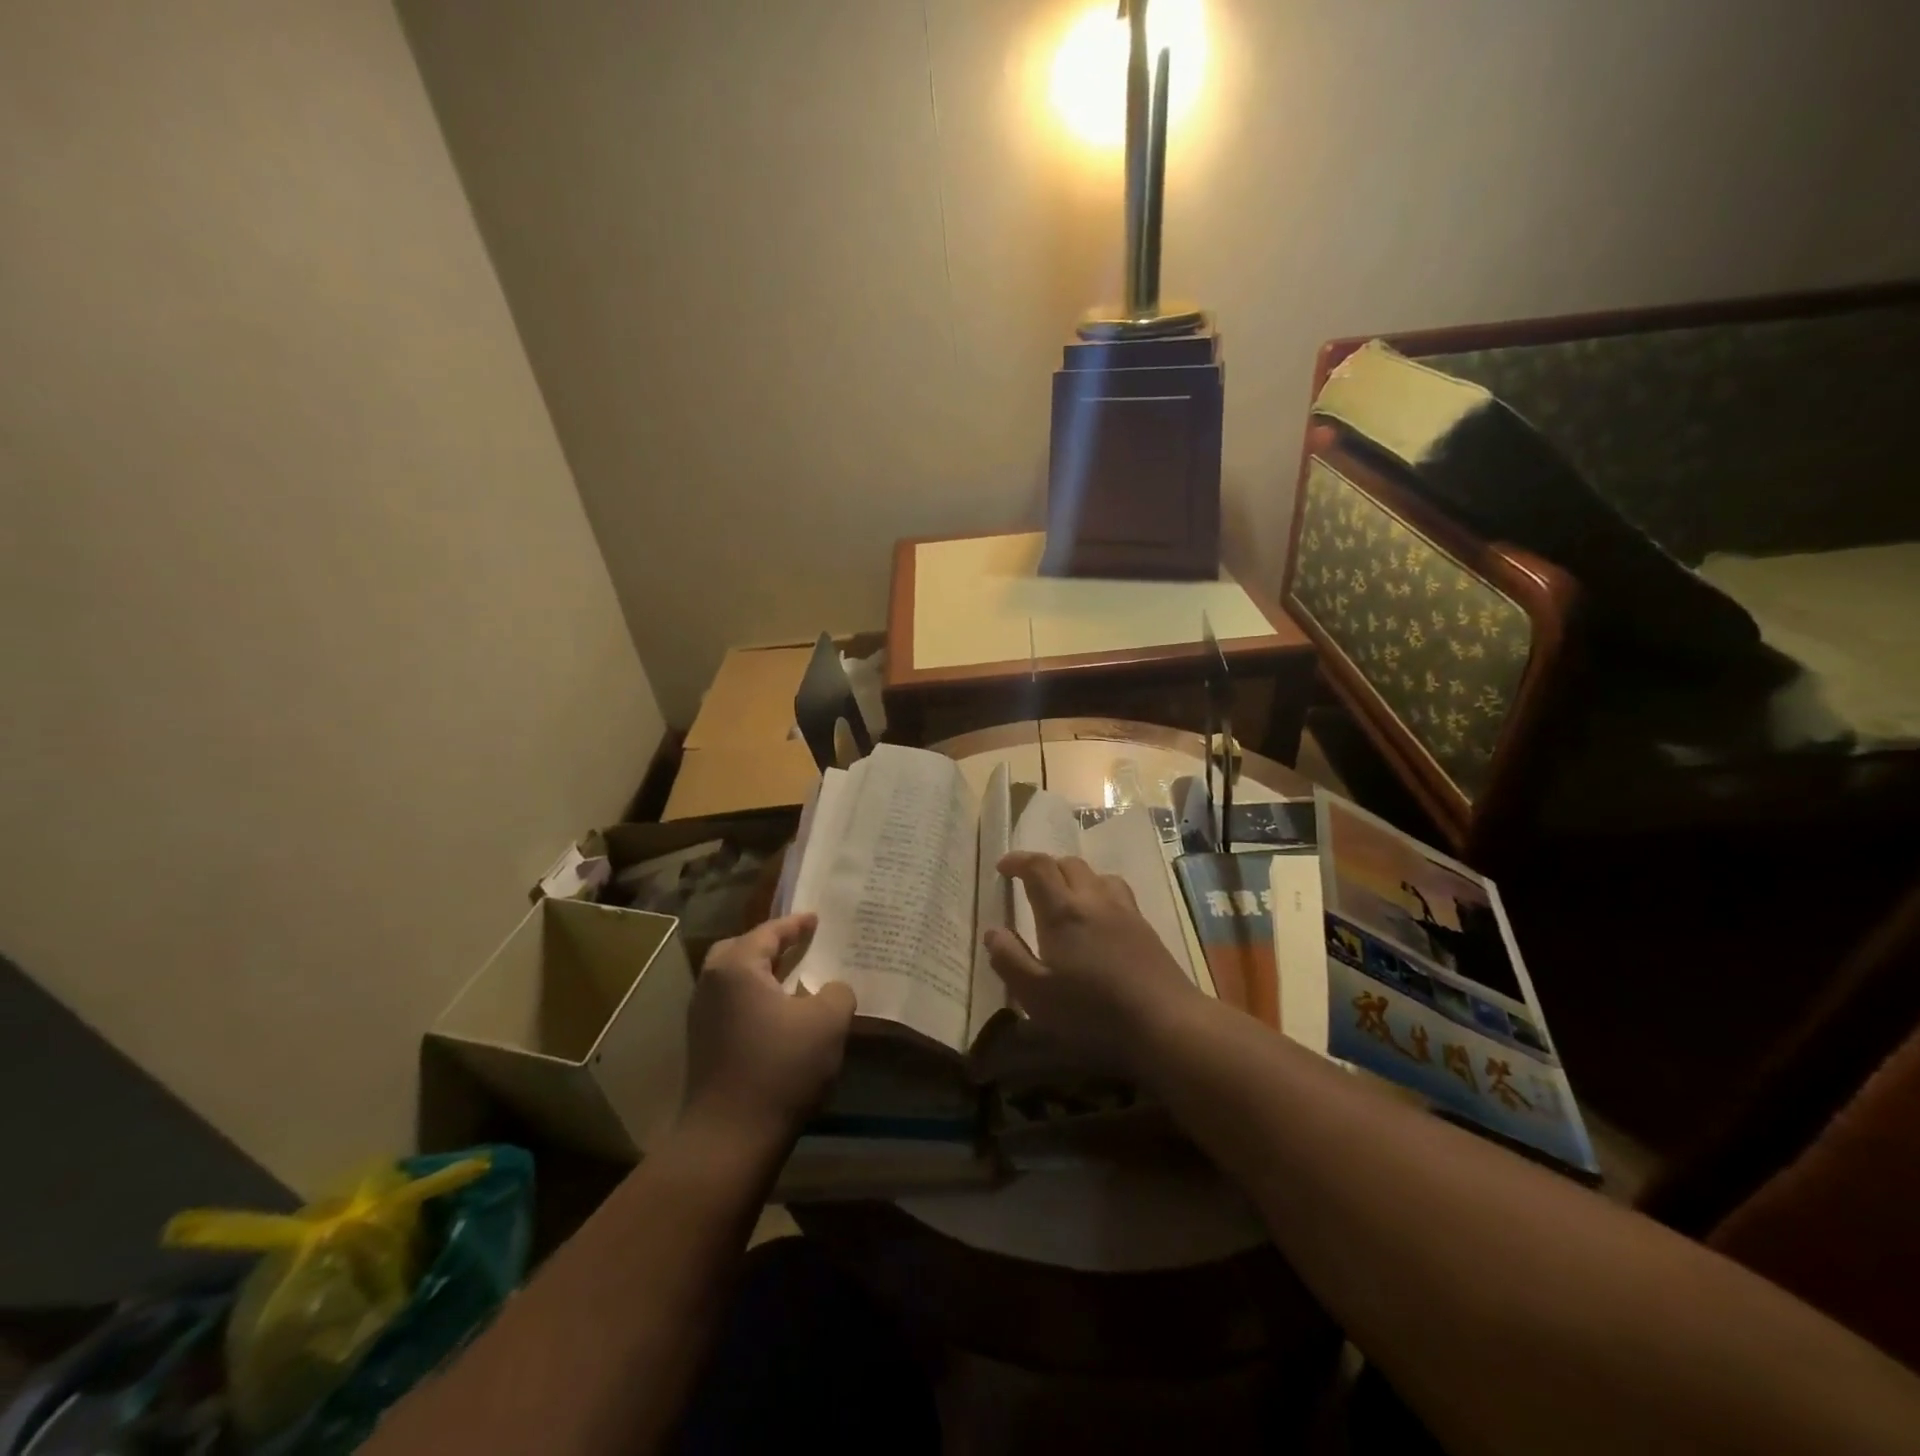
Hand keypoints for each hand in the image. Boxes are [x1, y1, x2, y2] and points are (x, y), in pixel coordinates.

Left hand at [684, 913, 856, 1140]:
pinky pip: (731, 1004)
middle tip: (799, 944)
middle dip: (770, 945)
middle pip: (740, 950)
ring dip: (761, 974)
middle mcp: (711, 984)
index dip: (796, 924)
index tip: (816, 918)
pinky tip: (778, 1015)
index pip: (769, 932)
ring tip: (792, 978)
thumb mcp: (828, 1021)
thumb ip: (837, 992)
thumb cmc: (780, 1067)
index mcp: (737, 967)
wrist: (730, 1137)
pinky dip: (754, 998)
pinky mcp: (703, 1045)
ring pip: (733, 979)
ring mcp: (701, 1016)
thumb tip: (830, 990)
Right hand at [983, 853, 1198, 1079]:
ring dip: (1075, 878)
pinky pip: (1117, 892)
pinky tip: (1099, 920)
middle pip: (1068, 864)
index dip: (1018, 860)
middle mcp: (1093, 900)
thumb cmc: (1092, 1011)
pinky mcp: (1145, 927)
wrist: (1165, 1022)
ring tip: (1065, 899)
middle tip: (1029, 885)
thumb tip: (993, 932)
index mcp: (1062, 911)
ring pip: (1096, 875)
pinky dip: (1099, 893)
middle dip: (1045, 867)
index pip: (1038, 867)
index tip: (1003, 867)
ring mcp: (1124, 911)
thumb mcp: (1036, 995)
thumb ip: (1009, 959)